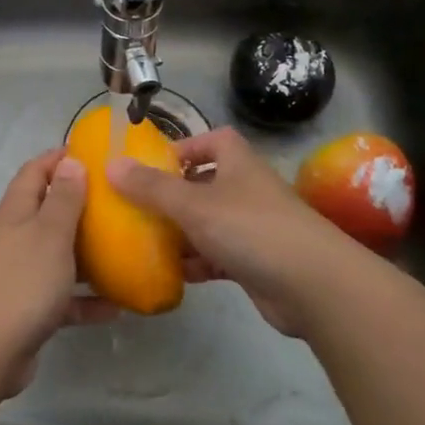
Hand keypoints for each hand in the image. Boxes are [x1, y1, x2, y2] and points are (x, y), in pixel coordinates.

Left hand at [0, 150, 114, 395]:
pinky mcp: (29, 309)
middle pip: (49, 212)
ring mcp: (21, 275)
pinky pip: (63, 298)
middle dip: (83, 207)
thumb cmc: (22, 281)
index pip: (35, 171)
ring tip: (127, 251)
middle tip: (122, 204)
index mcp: (16, 212)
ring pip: (59, 256)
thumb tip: (70, 161)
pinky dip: (87, 300)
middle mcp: (15, 238)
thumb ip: (63, 199)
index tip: (97, 155)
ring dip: (90, 255)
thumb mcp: (49, 233)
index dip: (61, 158)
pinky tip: (117, 307)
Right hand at [106, 127, 350, 337]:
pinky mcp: (255, 261)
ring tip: (145, 241)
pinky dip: (198, 262)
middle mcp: (246, 189)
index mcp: (237, 163)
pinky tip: (174, 273)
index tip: (151, 164)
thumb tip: (111, 164)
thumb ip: (151, 187)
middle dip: (173, 195)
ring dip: (181, 232)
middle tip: (137, 207)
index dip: (184, 147)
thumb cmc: (251, 229)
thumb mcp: (193, 204)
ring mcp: (253, 226)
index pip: (212, 139)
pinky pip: (217, 255)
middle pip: (205, 182)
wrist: (313, 285)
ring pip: (209, 222)